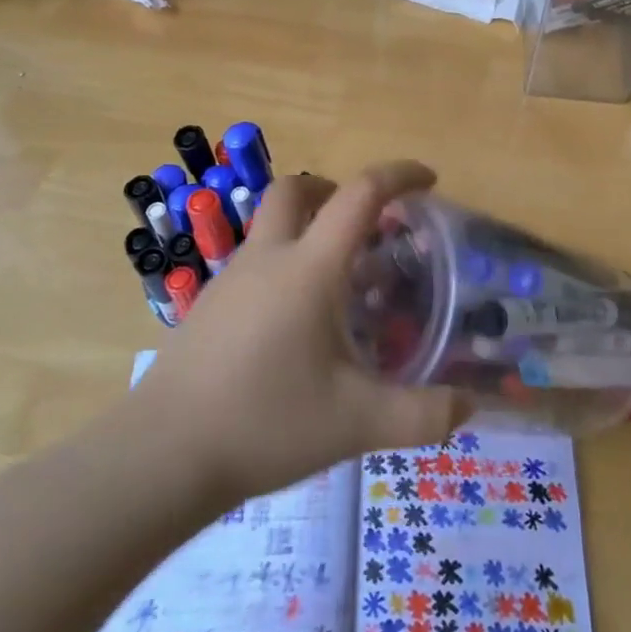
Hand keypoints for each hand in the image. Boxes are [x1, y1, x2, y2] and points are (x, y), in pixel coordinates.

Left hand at [131, 162, 467, 503]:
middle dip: (335, 190)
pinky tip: (296, 324)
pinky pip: (254, 263)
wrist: (161, 456)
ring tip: (341, 284)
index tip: (428, 179)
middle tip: (367, 225)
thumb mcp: (357, 423)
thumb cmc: (265, 423)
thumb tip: (470, 408)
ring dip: (308, 230)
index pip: (359, 195)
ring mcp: (230, 281)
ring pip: (271, 227)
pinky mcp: (207, 308)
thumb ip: (422, 415)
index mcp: (309, 268)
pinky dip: (284, 266)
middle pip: (296, 190)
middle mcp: (267, 259)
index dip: (398, 175)